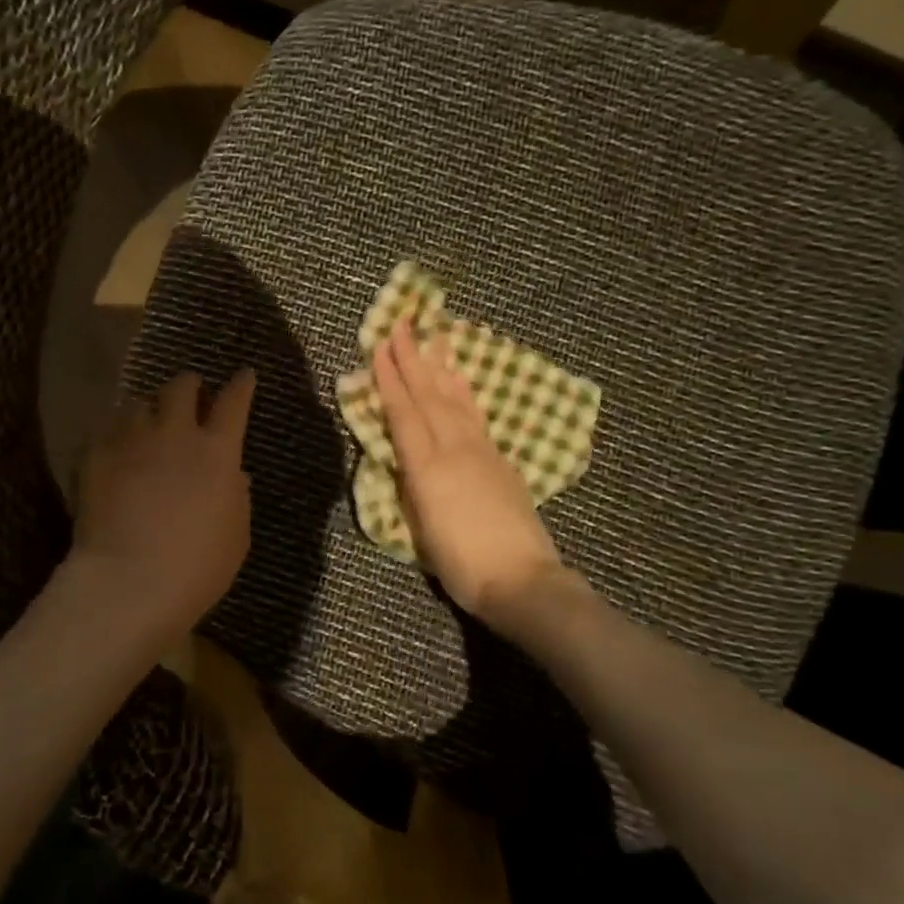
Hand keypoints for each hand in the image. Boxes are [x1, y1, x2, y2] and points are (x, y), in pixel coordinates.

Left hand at [71, 369, 256, 635]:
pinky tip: (117, 449)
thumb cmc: (197, 566)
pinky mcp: (95, 454)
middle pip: (181, 387)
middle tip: (190, 393)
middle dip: (189, 385)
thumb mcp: (236, 535)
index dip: (241, 385)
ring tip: (148, 422)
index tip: (245, 375)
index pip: (234, 402)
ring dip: (149, 408)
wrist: (129, 581)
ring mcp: (131, 440)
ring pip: (139, 403)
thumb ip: (236, 497)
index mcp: (217, 451)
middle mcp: (175, 433)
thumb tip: (231, 474)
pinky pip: (107, 429)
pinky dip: (117, 433)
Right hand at [373, 324, 564, 622]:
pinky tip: (460, 380)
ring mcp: (481, 451)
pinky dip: (465, 392)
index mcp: (427, 468)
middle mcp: (454, 449)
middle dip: (413, 359)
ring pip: (456, 399)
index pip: (403, 413)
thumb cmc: (460, 564)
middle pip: (429, 396)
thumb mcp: (420, 528)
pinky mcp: (500, 460)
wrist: (522, 579)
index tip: (381, 347)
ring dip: (441, 366)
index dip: (390, 379)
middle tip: (403, 324)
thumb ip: (411, 485)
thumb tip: (405, 456)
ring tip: (435, 337)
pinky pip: (476, 415)